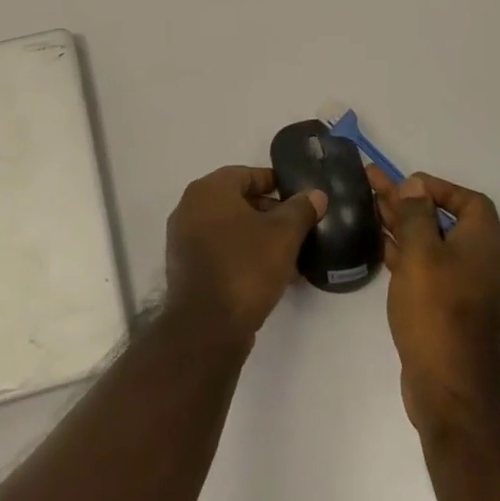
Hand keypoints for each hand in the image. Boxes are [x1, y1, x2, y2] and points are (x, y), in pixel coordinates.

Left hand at [166, 166, 327, 342]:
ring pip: (229, 228)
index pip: (246, 174)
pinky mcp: (185, 267)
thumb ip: (301, 210)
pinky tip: (268, 273)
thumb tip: (315, 194)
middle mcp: (190, 207)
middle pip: (236, 200)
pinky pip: (219, 250)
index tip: (297, 197)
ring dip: (257, 236)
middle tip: (296, 226)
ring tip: (288, 253)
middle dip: (268, 212)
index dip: (274, 183)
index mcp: (209, 190)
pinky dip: (241, 254)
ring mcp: (184, 238)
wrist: (207, 327)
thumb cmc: (246, 267)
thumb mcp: (283, 235)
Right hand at [372, 168, 499, 427]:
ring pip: (429, 243)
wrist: (449, 387)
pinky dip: (402, 252)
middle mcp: (477, 261)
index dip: (440, 187)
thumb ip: (416, 215)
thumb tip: (415, 186)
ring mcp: (461, 287)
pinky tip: (377, 244)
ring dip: (401, 223)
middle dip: (408, 201)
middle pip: (442, 219)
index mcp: (482, 244)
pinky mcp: (444, 308)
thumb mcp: (422, 254)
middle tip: (372, 183)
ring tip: (367, 205)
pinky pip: (423, 267)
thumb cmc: (437, 311)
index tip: (407, 184)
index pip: (470, 201)